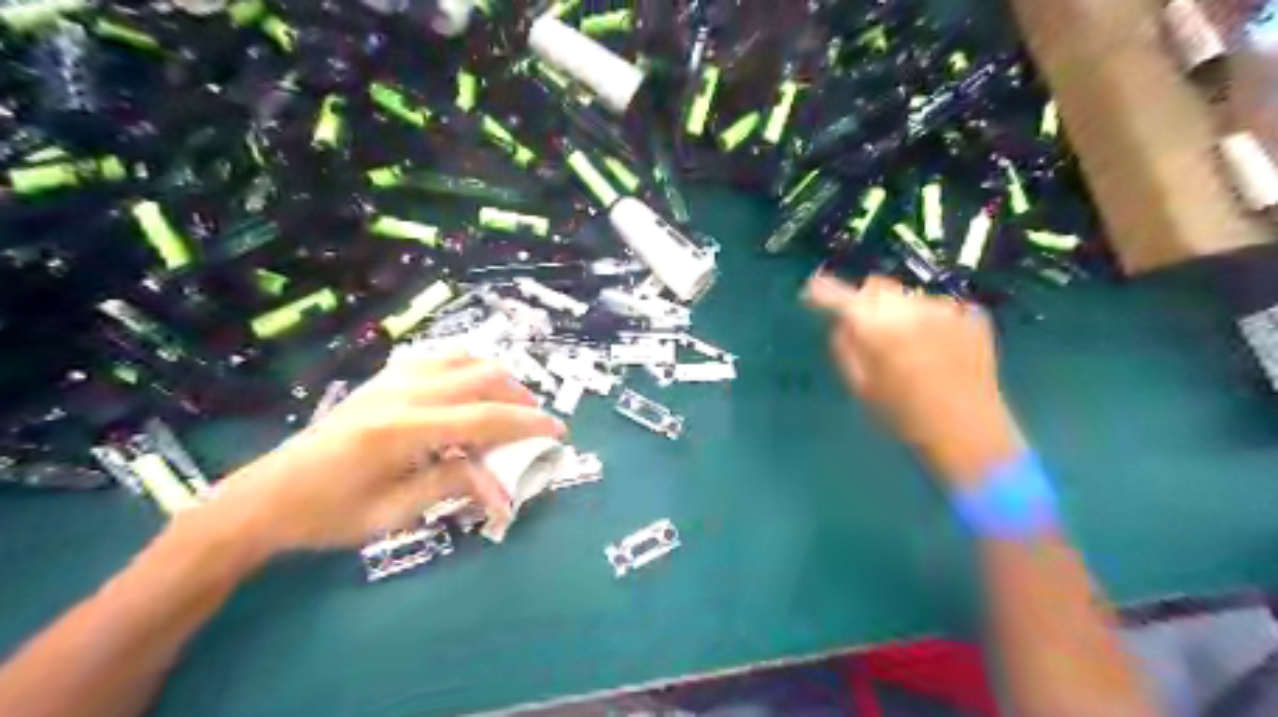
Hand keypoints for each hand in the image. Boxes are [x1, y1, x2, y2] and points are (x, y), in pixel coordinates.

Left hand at [201, 356, 560, 551]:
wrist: (267, 496)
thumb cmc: (328, 514)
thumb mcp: (394, 513)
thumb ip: (452, 487)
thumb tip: (503, 489)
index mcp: (404, 430)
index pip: (485, 418)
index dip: (528, 424)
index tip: (558, 432)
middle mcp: (403, 393)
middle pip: (482, 378)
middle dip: (519, 397)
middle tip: (535, 424)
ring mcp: (392, 379)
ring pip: (464, 360)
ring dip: (497, 379)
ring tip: (510, 405)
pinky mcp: (384, 378)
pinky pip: (440, 359)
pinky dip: (469, 369)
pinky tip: (471, 390)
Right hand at [808, 273, 1026, 490]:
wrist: (969, 433)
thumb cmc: (904, 418)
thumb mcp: (860, 387)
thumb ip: (845, 347)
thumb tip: (841, 323)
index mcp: (878, 327)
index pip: (840, 296)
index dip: (823, 290)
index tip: (813, 290)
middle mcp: (911, 308)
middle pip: (877, 287)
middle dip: (864, 300)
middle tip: (864, 326)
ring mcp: (947, 309)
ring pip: (908, 296)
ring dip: (898, 310)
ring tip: (905, 344)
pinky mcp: (973, 315)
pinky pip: (938, 308)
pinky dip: (928, 320)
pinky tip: (934, 349)